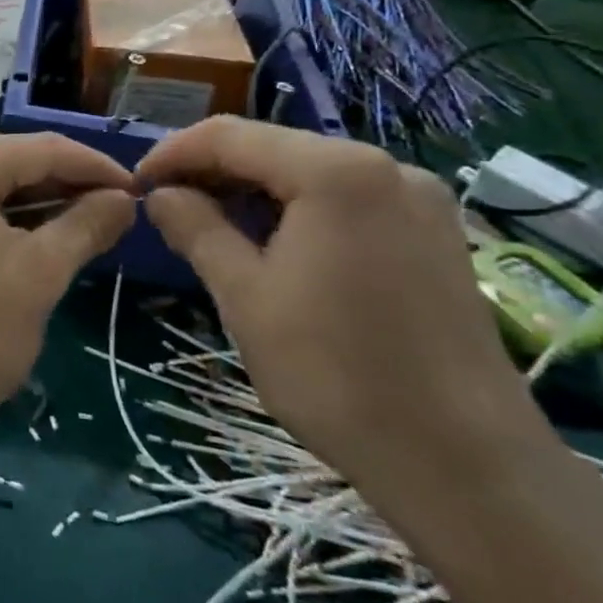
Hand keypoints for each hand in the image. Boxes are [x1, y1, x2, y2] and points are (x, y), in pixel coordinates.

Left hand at [0, 135, 135, 463]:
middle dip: (61, 183)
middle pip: (5, 159)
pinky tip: (22, 235)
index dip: (94, 166)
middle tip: (111, 211)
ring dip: (27, 199)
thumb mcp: (37, 277)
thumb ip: (85, 226)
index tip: (137, 190)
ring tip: (76, 224)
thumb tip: (124, 199)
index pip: (40, 148)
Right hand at [137, 120, 545, 500]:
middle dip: (214, 172)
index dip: (174, 153)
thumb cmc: (337, 374)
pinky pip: (347, 199)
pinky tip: (272, 243)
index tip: (136, 184)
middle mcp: (384, 166)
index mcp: (336, 171)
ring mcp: (418, 198)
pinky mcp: (435, 233)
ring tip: (210, 226)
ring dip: (254, 191)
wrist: (466, 466)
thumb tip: (160, 194)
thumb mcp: (245, 297)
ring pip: (311, 173)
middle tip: (167, 208)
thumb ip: (196, 229)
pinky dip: (298, 210)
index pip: (231, 136)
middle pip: (275, 148)